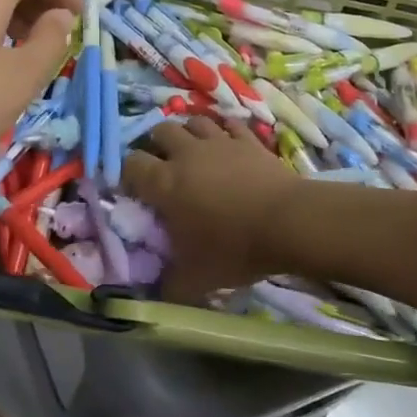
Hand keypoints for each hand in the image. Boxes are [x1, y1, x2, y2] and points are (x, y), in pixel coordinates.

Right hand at [122, 118, 299, 302]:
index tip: (135, 190)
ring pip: (194, 121)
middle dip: (157, 145)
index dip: (128, 174)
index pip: (131, 164)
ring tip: (193, 151)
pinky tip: (227, 143)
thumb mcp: (196, 279)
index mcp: (164, 184)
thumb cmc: (234, 248)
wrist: (288, 223)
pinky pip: (230, 124)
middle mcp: (186, 154)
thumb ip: (169, 286)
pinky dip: (224, 131)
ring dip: (189, 133)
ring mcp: (219, 142)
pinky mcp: (248, 140)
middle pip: (161, 131)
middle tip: (163, 166)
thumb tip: (155, 295)